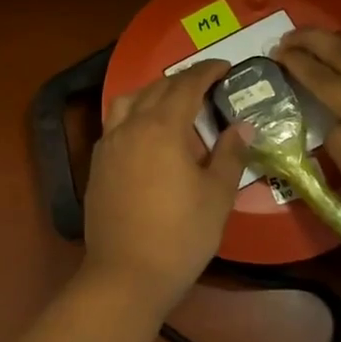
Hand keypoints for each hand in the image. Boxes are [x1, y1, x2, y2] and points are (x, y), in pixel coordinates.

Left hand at [81, 61, 249, 309]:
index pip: (186, 85)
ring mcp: (108, 145)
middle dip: (182, 80)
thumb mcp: (216, 195)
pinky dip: (133, 115)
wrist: (126, 274)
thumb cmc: (181, 235)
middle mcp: (130, 127)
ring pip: (127, 102)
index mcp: (162, 127)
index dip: (207, 72)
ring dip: (151, 93)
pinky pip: (114, 124)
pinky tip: (145, 134)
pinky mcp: (97, 165)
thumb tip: (243, 127)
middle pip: (155, 89)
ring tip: (171, 103)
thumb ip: (229, 155)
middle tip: (206, 85)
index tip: (225, 67)